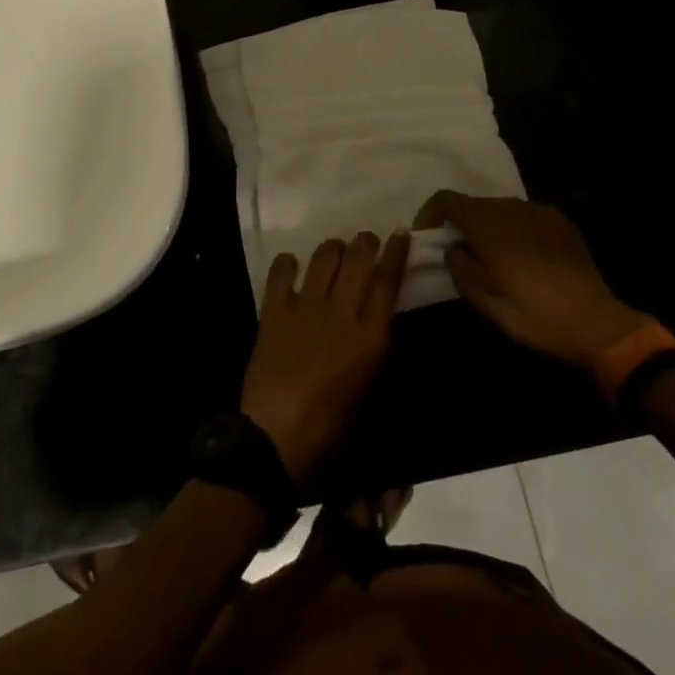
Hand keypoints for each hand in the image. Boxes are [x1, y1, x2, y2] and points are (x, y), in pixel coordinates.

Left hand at [240, 231, 407, 490]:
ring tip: (335, 250)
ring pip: (324, 257)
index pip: (388, 282)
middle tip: (367, 240)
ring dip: (333, 248)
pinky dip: (289, 263)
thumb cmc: (329, 431)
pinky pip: (282, 273)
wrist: (274, 440)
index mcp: (369, 339)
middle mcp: (340, 314)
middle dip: (366, 242)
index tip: (401, 234)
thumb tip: (371, 320)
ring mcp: (305, 308)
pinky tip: (292, 266)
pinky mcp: (274, 311)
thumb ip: (370, 348)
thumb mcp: (366, 389)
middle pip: (358, 259)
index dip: (396, 254)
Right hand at [416, 192, 650, 368]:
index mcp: (486, 221)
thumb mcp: (483, 299)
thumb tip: (453, 249)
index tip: (426, 236)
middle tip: (457, 253)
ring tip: (491, 257)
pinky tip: (523, 259)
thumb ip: (458, 266)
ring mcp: (539, 211)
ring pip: (501, 210)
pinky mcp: (561, 222)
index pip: (446, 199)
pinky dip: (514, 231)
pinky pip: (526, 218)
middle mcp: (511, 206)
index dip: (430, 213)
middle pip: (475, 204)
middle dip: (460, 223)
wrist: (594, 322)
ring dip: (489, 227)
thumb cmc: (531, 312)